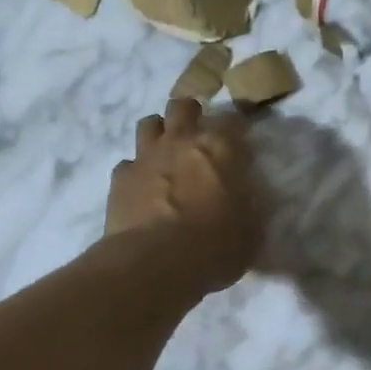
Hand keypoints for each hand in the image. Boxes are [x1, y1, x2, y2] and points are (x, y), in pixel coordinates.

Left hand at [108, 98, 260, 292]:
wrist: (154, 263)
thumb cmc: (214, 245)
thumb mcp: (250, 229)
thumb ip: (249, 204)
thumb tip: (246, 196)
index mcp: (220, 147)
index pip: (232, 118)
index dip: (236, 128)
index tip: (240, 141)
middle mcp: (182, 140)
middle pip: (183, 106)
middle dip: (191, 116)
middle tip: (198, 137)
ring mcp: (147, 155)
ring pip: (149, 123)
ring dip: (160, 134)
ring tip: (166, 154)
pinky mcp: (120, 177)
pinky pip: (128, 163)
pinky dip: (136, 171)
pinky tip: (142, 189)